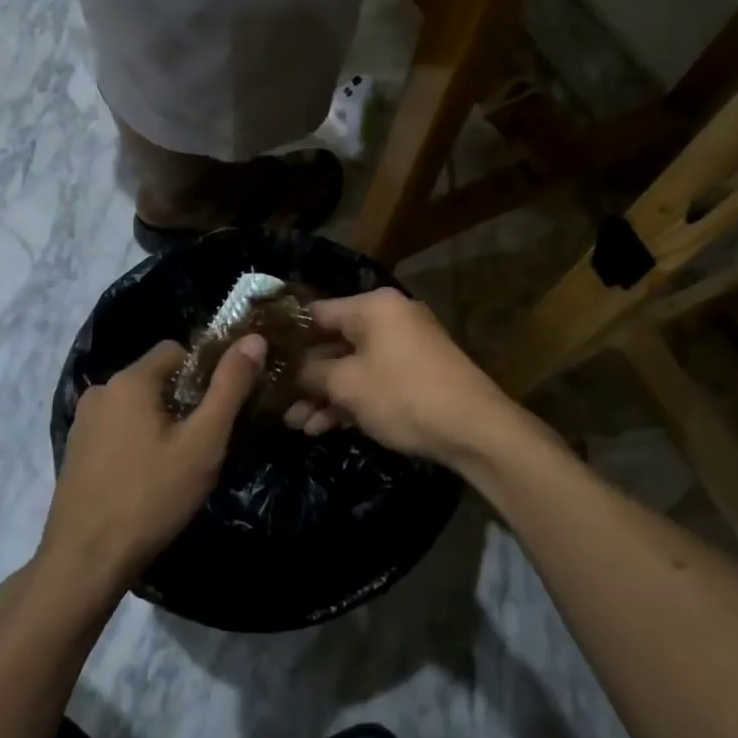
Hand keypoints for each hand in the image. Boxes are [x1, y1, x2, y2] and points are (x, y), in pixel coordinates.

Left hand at [41, 333, 266, 596]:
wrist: (84, 561)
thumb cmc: (151, 496)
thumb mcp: (203, 442)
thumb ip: (230, 387)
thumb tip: (254, 339)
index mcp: (129, 380)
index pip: (176, 350)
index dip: (205, 372)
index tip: (221, 408)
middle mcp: (101, 391)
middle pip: (155, 378)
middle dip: (185, 402)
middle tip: (206, 442)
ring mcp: (83, 423)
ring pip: (136, 406)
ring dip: (161, 424)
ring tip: (180, 465)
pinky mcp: (75, 452)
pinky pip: (117, 430)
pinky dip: (138, 442)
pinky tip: (149, 479)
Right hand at [284, 289, 529, 470]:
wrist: (474, 429)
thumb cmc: (403, 395)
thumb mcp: (347, 385)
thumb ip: (311, 373)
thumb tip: (290, 370)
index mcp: (373, 307)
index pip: (317, 313)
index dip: (288, 336)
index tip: (262, 357)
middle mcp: (389, 319)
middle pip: (333, 342)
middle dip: (304, 376)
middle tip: (276, 399)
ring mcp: (404, 348)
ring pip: (352, 367)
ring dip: (323, 394)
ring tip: (295, 424)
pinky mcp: (414, 376)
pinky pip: (372, 381)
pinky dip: (350, 400)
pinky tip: (322, 427)